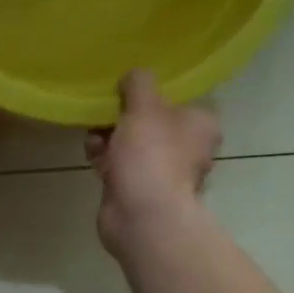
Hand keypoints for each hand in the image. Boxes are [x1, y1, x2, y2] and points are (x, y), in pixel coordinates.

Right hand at [86, 70, 221, 253]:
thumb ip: (138, 83)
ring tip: (93, 139)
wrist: (142, 216)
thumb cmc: (151, 155)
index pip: (176, 100)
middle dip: (121, 118)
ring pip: (131, 145)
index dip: (148, 95)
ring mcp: (164, 173)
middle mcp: (188, 149)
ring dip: (109, 138)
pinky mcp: (140, 191)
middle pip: (149, 122)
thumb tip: (132, 77)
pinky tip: (93, 157)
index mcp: (201, 125)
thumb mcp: (145, 106)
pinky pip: (120, 167)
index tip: (124, 93)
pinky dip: (106, 160)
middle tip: (103, 115)